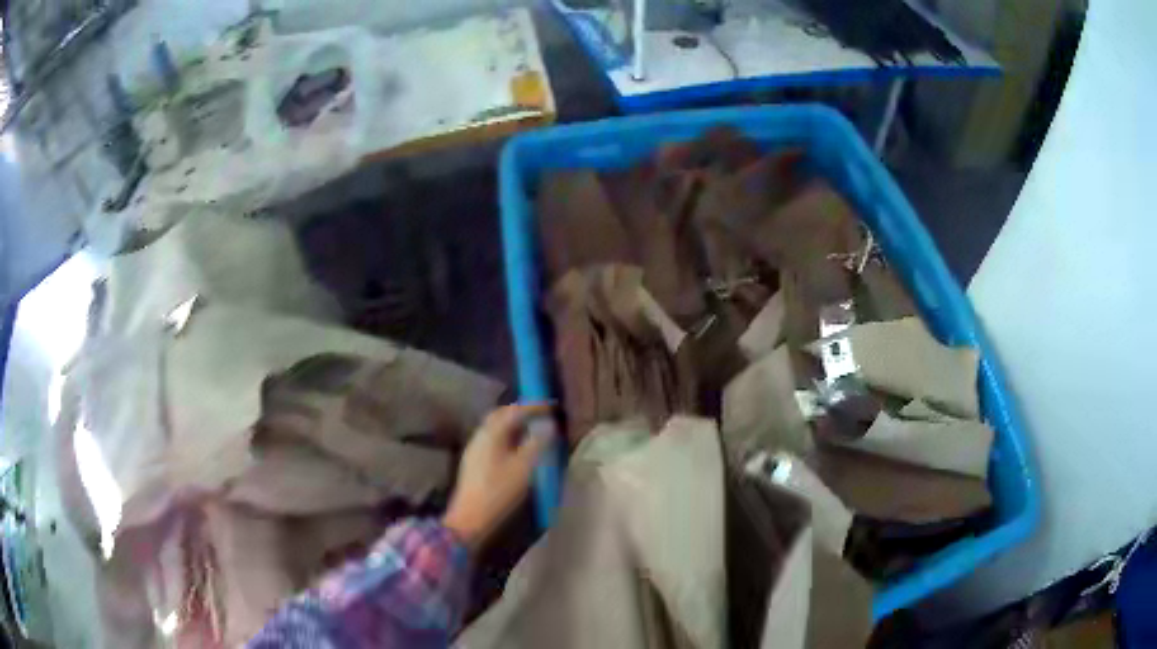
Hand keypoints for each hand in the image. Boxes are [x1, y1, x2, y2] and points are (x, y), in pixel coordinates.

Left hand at [443, 404, 551, 549]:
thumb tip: (549, 425)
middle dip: (522, 413)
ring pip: (496, 429)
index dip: (534, 406)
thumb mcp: (524, 468)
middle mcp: (480, 436)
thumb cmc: (498, 492)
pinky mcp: (475, 463)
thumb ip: (537, 444)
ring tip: (534, 431)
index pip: (514, 410)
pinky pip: (494, 441)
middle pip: (501, 416)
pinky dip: (509, 438)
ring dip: (515, 426)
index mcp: (491, 434)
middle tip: (542, 415)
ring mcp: (475, 450)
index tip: (552, 406)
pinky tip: (519, 450)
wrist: (470, 520)